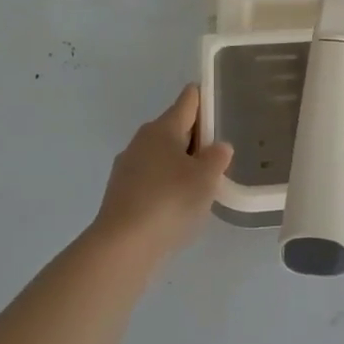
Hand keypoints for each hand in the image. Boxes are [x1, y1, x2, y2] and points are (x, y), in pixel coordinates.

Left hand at [91, 84, 233, 261]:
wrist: (123, 245)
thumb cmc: (170, 201)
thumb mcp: (206, 178)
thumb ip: (217, 157)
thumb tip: (218, 146)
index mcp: (163, 128)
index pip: (188, 100)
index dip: (205, 98)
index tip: (221, 102)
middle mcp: (142, 140)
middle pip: (175, 127)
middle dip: (197, 136)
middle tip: (221, 152)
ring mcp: (128, 166)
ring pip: (162, 154)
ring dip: (182, 161)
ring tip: (204, 181)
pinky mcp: (121, 191)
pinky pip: (152, 177)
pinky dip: (168, 182)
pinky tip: (180, 202)